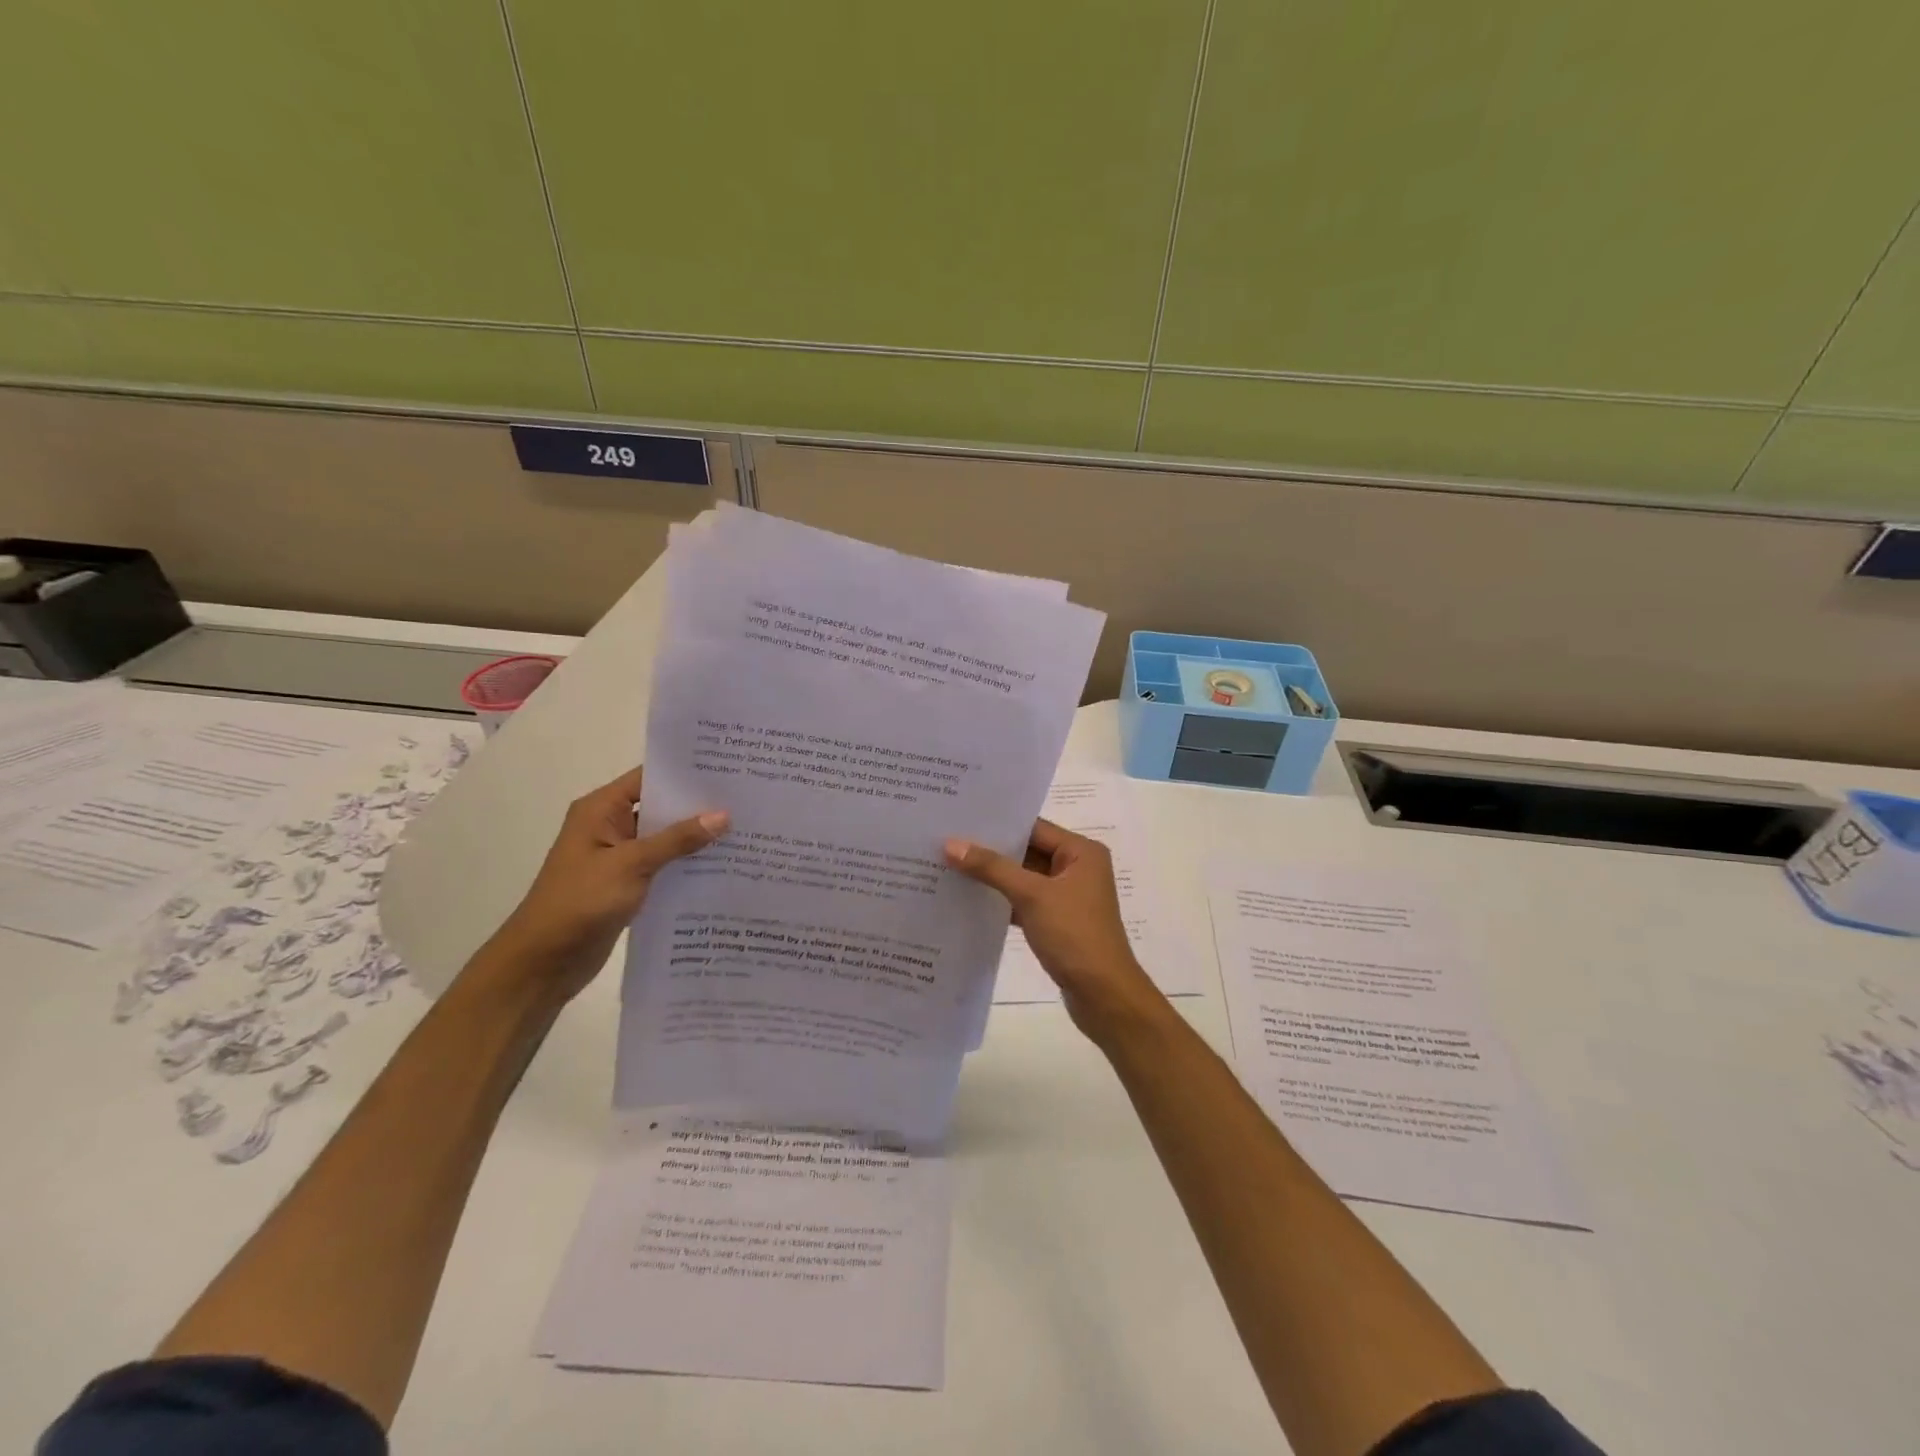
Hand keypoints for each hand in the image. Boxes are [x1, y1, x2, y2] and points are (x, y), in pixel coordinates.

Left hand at [480, 767, 727, 1002]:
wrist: (543, 962)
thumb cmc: (580, 902)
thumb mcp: (632, 864)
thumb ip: (678, 839)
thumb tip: (723, 815)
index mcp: (601, 810)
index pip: (648, 778)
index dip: (685, 773)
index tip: (727, 769)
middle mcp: (609, 826)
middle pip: (660, 806)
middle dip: (698, 805)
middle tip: (746, 799)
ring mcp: (618, 856)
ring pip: (665, 837)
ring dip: (696, 837)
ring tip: (744, 829)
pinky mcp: (626, 883)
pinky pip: (663, 864)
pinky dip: (686, 863)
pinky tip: (722, 865)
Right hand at [944, 818, 1163, 1035]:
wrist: (1103, 996)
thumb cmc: (1074, 935)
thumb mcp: (1032, 895)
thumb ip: (992, 868)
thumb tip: (951, 844)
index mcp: (1081, 852)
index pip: (1033, 828)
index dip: (998, 825)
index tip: (959, 819)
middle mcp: (1077, 868)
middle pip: (1027, 851)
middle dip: (990, 850)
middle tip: (946, 841)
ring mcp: (1067, 896)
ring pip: (1023, 878)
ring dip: (993, 876)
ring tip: (949, 866)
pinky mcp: (1057, 921)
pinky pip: (1024, 901)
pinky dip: (1002, 900)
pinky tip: (968, 899)